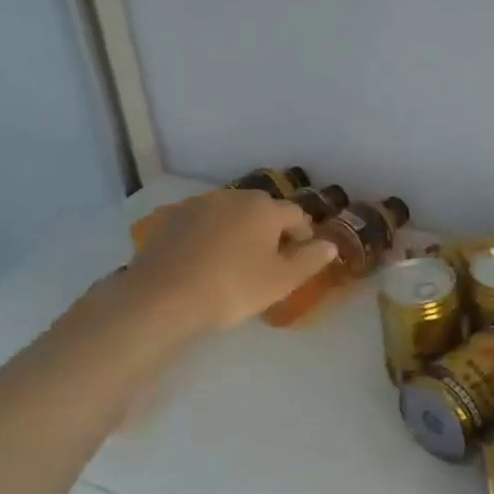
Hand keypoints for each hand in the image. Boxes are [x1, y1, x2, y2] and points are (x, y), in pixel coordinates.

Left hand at [122, 190, 338, 335]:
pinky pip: (201, 223)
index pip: (296, 215)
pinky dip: (209, 235)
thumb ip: (310, 260)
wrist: (163, 298)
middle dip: (270, 230)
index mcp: (264, 208)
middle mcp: (232, 196)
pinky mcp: (170, 218)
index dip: (303, 235)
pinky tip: (204, 260)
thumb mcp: (281, 281)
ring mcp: (198, 204)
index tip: (300, 258)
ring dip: (238, 230)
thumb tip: (329, 244)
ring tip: (235, 260)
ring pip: (229, 214)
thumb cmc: (233, 288)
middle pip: (261, 210)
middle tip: (268, 261)